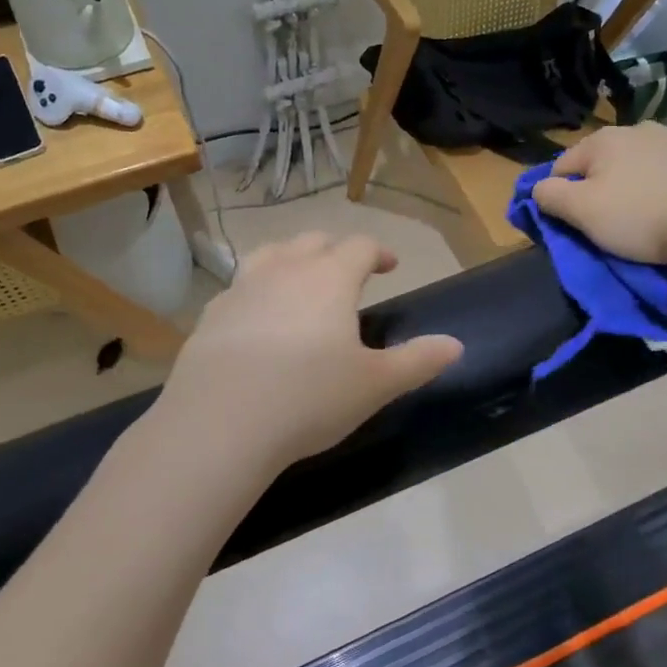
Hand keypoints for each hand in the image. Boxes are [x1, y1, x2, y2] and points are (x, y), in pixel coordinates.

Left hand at [159, 233, 463, 474]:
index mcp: (330, 278)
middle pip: (313, 242)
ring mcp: (242, 289)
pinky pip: (239, 287)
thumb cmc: (310, 398)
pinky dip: (257, 289)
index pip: (359, 246)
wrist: (221, 424)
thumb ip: (419, 361)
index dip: (378, 252)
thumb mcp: (376, 384)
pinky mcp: (210, 315)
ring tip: (301, 278)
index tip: (390, 266)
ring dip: (292, 258)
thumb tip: (456, 345)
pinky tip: (257, 317)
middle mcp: (285, 271)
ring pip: (271, 254)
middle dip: (336, 250)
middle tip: (349, 271)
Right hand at [533, 123, 666, 265]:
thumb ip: (551, 196)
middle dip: (603, 185)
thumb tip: (538, 188)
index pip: (563, 166)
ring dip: (639, 181)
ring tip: (650, 214)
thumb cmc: (641, 217)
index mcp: (603, 140)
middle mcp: (639, 129)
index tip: (574, 221)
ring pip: (644, 161)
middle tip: (612, 220)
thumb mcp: (583, 213)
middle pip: (605, 161)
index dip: (561, 194)